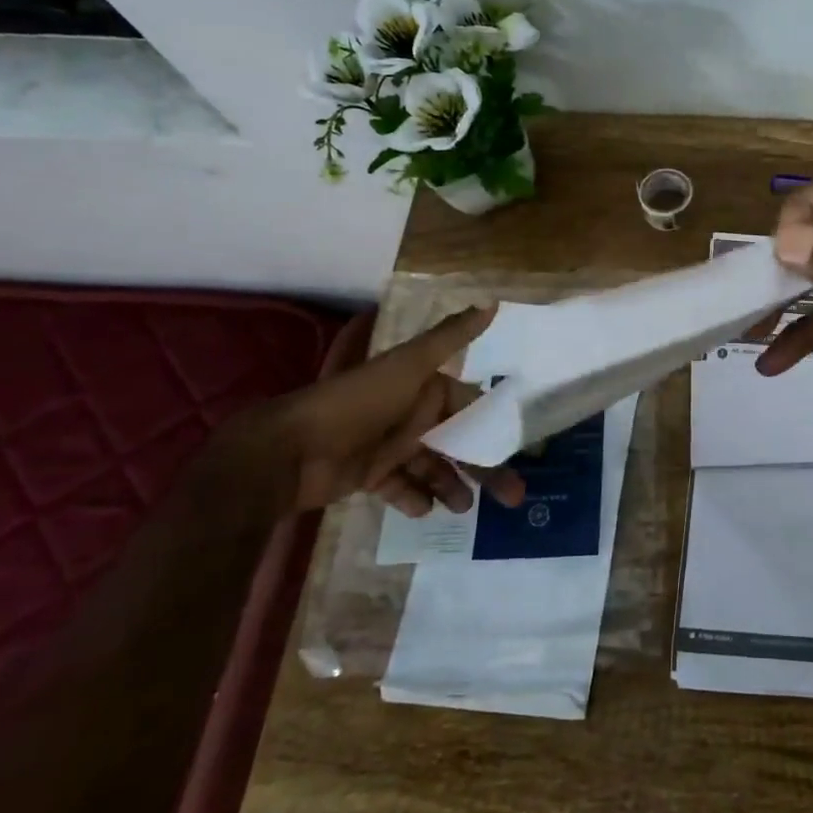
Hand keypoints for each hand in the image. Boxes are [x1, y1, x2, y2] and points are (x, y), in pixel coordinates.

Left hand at [216, 306, 525, 518]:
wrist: (290, 450)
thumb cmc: (358, 403)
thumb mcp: (408, 365)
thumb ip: (451, 338)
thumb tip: (493, 302)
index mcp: (425, 389)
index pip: (471, 406)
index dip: (495, 426)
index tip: (522, 449)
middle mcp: (412, 415)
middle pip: (459, 442)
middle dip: (485, 468)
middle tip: (512, 497)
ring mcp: (391, 446)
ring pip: (434, 467)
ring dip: (452, 485)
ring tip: (465, 508)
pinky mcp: (370, 475)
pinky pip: (401, 488)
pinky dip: (414, 498)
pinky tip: (427, 510)